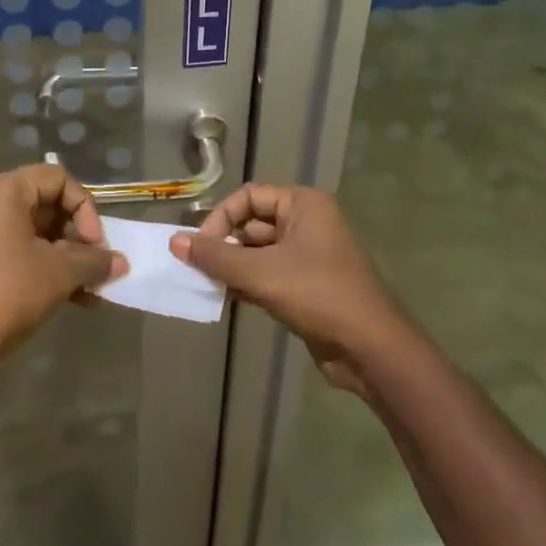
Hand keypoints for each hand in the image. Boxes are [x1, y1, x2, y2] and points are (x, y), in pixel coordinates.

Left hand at [0, 165, 125, 370]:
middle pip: (52, 205)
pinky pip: (28, 254)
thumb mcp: (59, 273)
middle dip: (81, 238)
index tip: (95, 244)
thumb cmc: (7, 294)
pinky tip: (79, 300)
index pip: (59, 179)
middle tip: (98, 268)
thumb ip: (94, 261)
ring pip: (43, 234)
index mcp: (6, 191)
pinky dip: (53, 271)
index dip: (85, 209)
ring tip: (95, 290)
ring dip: (72, 259)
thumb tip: (121, 262)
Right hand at [169, 184, 410, 393]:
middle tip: (197, 268)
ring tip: (206, 285)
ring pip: (259, 252)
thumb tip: (175, 241)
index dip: (220, 218)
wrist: (370, 349)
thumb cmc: (318, 295)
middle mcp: (308, 222)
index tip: (200, 248)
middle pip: (252, 224)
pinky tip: (225, 299)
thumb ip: (216, 256)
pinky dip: (247, 283)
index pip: (248, 197)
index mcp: (303, 205)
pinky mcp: (308, 285)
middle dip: (224, 245)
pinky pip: (269, 275)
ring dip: (233, 267)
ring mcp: (309, 255)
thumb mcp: (261, 273)